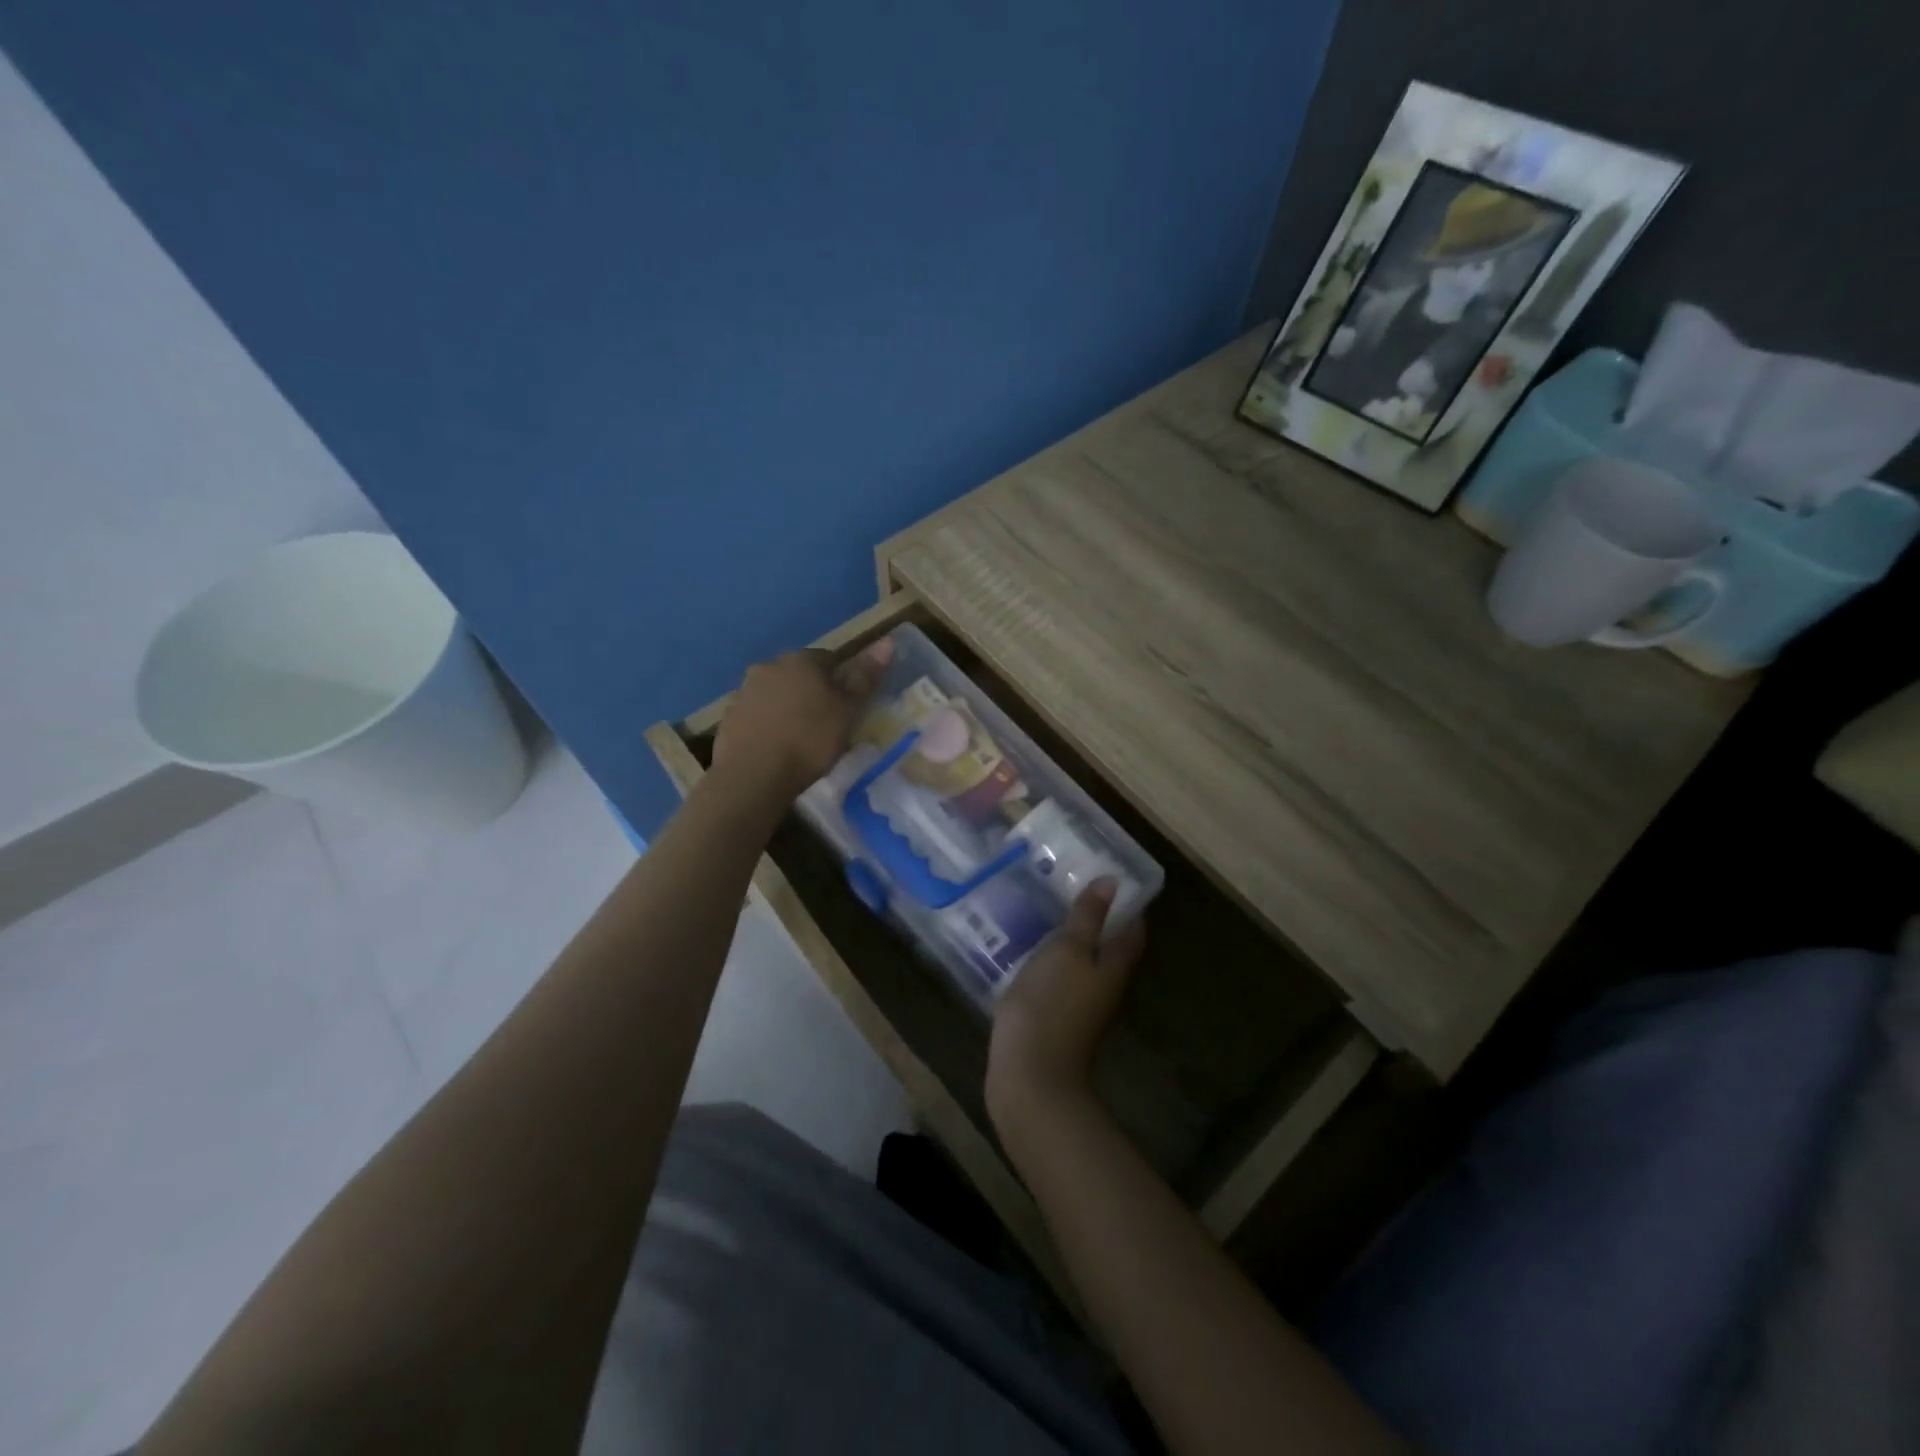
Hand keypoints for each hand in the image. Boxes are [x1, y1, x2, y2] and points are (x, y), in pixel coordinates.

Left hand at [712, 638, 892, 797]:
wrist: (753, 776)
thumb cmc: (809, 740)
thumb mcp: (847, 711)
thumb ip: (865, 677)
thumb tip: (888, 642)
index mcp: (801, 660)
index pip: (830, 659)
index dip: (843, 682)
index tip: (849, 707)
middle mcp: (770, 666)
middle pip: (800, 675)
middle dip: (814, 693)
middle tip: (828, 724)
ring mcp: (745, 691)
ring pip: (777, 694)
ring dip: (789, 708)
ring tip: (802, 740)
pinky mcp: (729, 718)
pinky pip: (758, 715)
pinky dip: (770, 726)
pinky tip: (778, 749)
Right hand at [986, 879, 1145, 1130]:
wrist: (1029, 1077)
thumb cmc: (1051, 1003)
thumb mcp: (1068, 950)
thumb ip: (1088, 917)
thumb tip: (1113, 882)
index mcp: (1114, 968)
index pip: (1133, 931)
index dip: (1128, 905)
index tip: (1112, 878)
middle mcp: (1105, 988)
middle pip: (1110, 949)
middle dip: (1098, 921)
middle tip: (1073, 889)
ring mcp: (1081, 1009)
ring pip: (1084, 966)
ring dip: (1072, 943)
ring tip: (1047, 915)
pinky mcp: (1056, 1022)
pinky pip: (1060, 983)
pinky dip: (1052, 964)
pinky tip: (1029, 954)